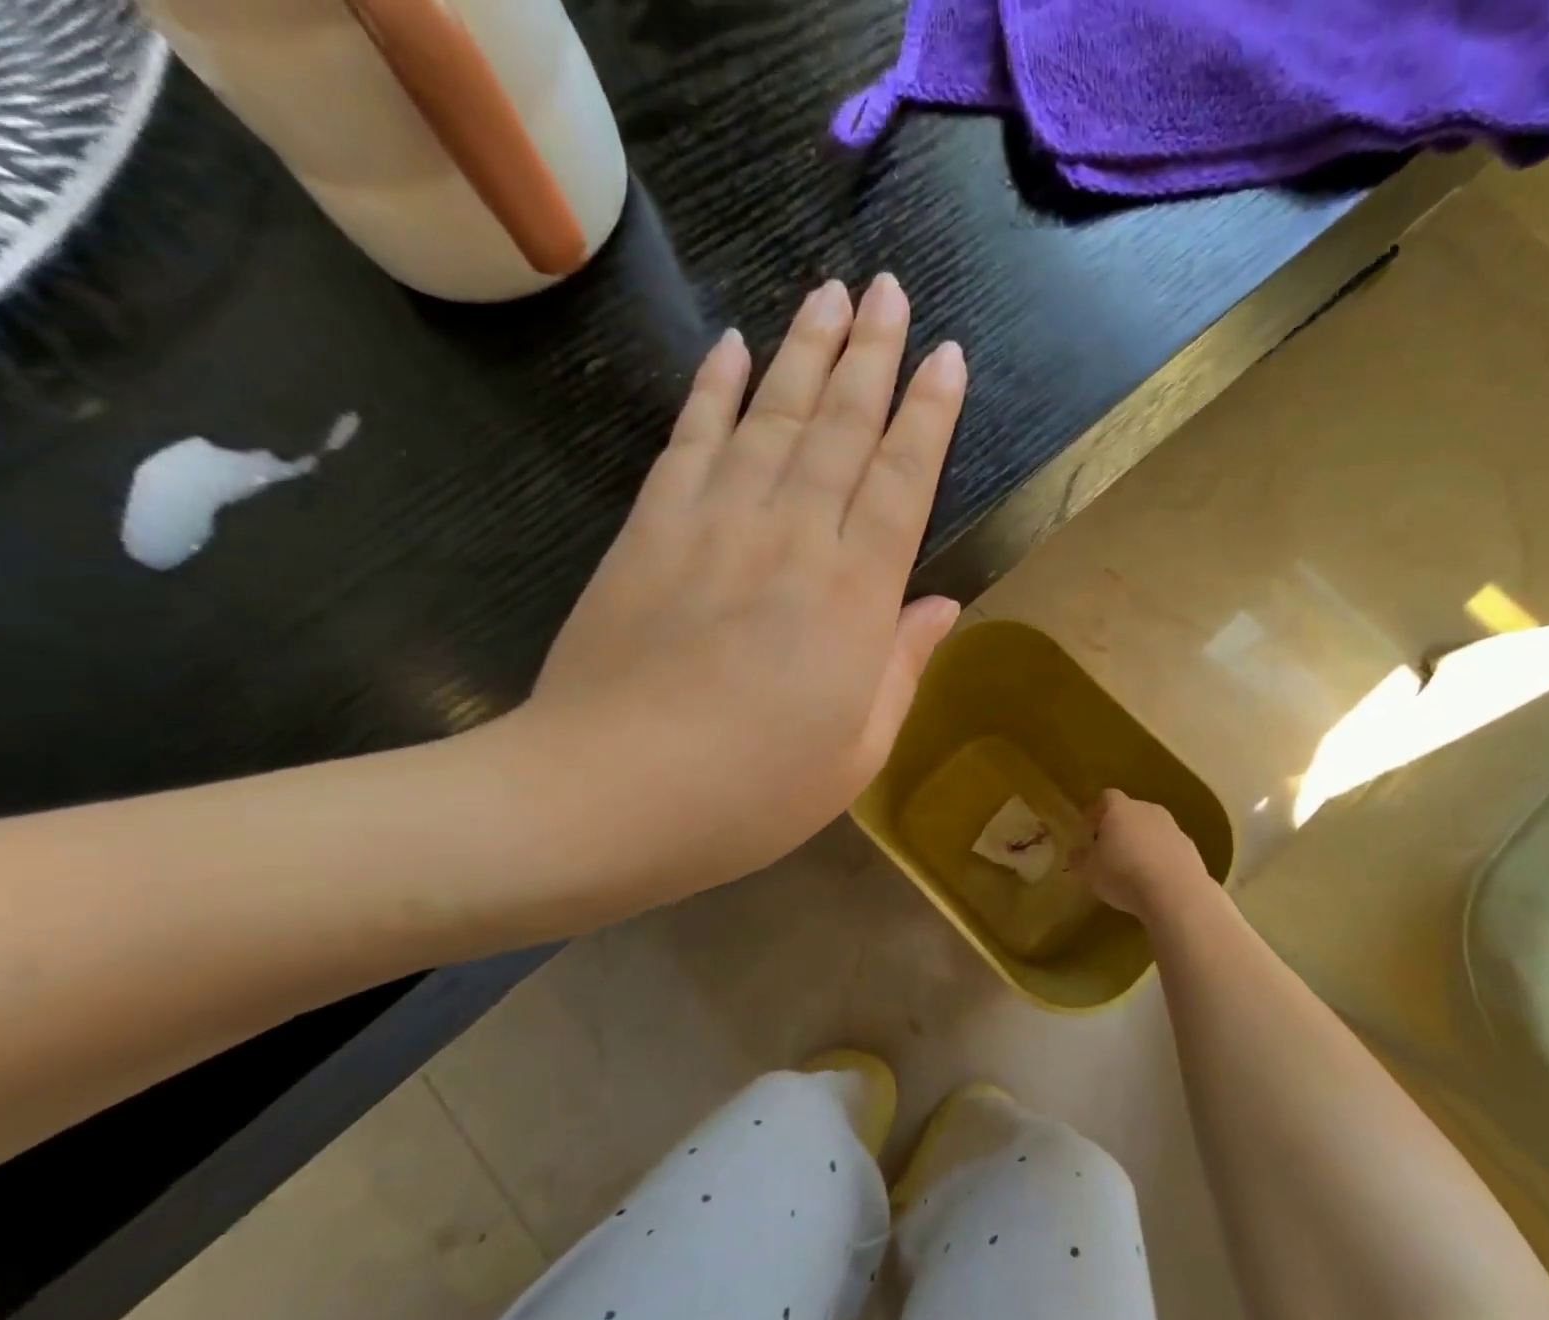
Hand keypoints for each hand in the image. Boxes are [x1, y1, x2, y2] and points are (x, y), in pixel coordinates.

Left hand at [490, 274, 966, 909]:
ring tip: (830, 294)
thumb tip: (940, 604)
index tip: (944, 356)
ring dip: (805, 351)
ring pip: (771, 417)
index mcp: (854, 599)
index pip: (903, 482)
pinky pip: (690, 440)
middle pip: (841, 429)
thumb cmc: (751, 794)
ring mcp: (715, 525)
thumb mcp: (856, 753)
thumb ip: (903, 669)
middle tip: (890, 291)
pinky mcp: (650, 530)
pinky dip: (713, 388)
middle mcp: (792, 540)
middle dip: (871, 355)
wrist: (604, 798)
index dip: (927, 416)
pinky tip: (732, 347)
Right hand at [1078, 789, 1212, 920]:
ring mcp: (1173, 828)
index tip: (1089, 831)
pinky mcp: (1191, 848)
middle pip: (1130, 812)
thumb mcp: (1089, 871)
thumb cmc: (1123, 875)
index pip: (1106, 798)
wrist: (1176, 893)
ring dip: (1142, 843)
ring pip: (1152, 829)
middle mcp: (1148, 810)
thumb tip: (1076, 852)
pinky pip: (1169, 848)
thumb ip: (1079, 858)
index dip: (1096, 813)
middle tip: (1110, 852)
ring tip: (1134, 870)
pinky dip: (1161, 858)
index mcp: (1120, 809)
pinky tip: (1155, 880)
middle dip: (1120, 828)